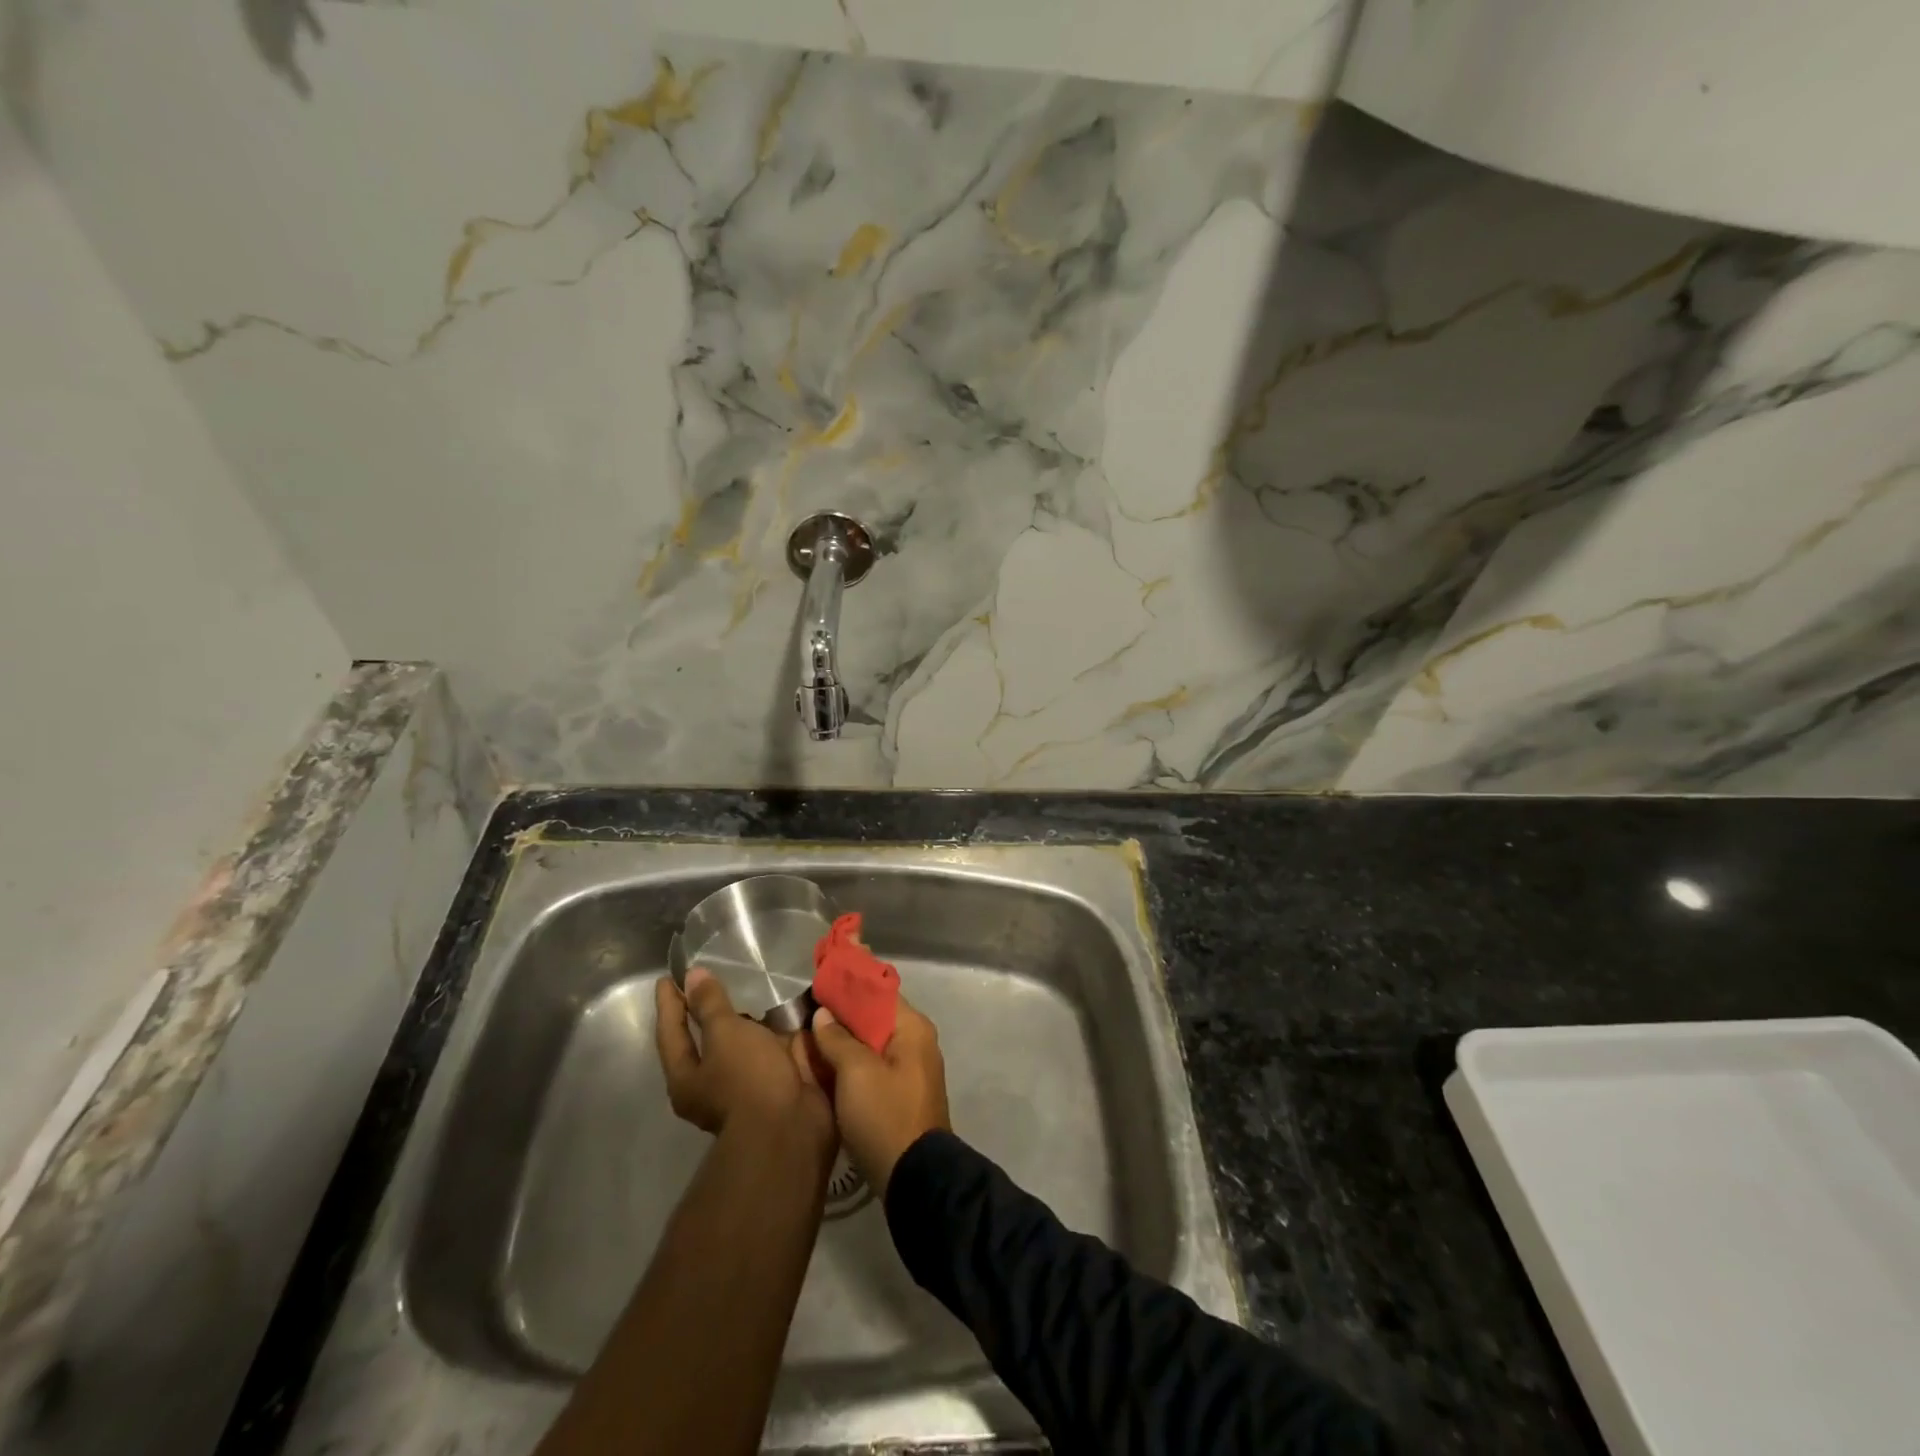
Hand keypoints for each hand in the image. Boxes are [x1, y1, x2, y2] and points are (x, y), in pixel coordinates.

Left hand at [654, 969, 834, 1154]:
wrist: (791, 1126)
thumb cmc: (748, 1078)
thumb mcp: (725, 1034)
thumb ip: (710, 1004)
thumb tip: (692, 976)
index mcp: (686, 1078)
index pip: (670, 1032)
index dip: (669, 1003)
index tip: (666, 978)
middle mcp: (711, 1085)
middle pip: (704, 1042)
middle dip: (708, 1014)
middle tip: (712, 981)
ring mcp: (745, 1087)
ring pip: (741, 1046)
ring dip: (747, 1023)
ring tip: (754, 992)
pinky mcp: (776, 1085)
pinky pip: (770, 1051)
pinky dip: (775, 1033)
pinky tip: (784, 1014)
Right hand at [810, 995, 949, 1194]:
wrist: (915, 1179)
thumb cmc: (885, 1115)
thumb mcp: (856, 1073)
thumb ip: (838, 1038)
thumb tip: (823, 1013)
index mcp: (912, 1028)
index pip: (878, 991)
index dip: (848, 987)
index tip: (817, 985)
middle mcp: (916, 1042)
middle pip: (874, 1017)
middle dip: (841, 1016)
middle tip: (805, 1015)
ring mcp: (910, 1070)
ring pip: (871, 1044)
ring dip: (843, 1042)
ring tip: (808, 1039)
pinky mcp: (901, 1094)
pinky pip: (873, 1067)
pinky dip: (850, 1064)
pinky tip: (824, 1068)